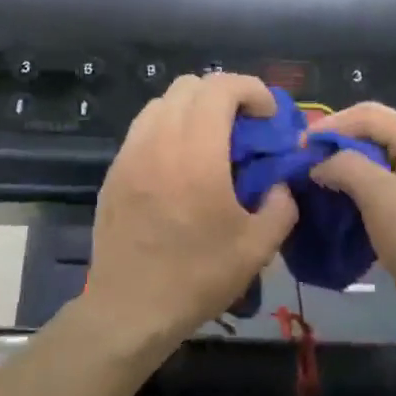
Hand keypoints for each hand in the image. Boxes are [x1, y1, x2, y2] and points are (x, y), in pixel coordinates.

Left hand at [85, 73, 298, 347]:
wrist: (130, 309)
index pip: (221, 88)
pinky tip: (181, 164)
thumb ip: (281, 205)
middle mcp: (158, 142)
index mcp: (197, 154)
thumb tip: (278, 184)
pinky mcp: (114, 172)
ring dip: (192, 108)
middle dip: (224, 94)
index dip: (252, 89)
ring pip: (161, 103)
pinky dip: (168, 128)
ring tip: (212, 141)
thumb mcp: (257, 247)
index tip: (269, 116)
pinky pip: (143, 129)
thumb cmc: (197, 277)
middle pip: (189, 86)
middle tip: (245, 126)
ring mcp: (130, 155)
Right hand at [308, 102, 395, 319]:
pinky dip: (362, 184)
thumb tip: (320, 163)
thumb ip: (344, 166)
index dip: (328, 125)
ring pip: (378, 156)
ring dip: (347, 164)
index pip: (363, 113)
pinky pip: (386, 179)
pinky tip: (345, 201)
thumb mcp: (376, 194)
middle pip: (371, 130)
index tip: (298, 148)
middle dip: (337, 142)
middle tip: (306, 161)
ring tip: (319, 180)